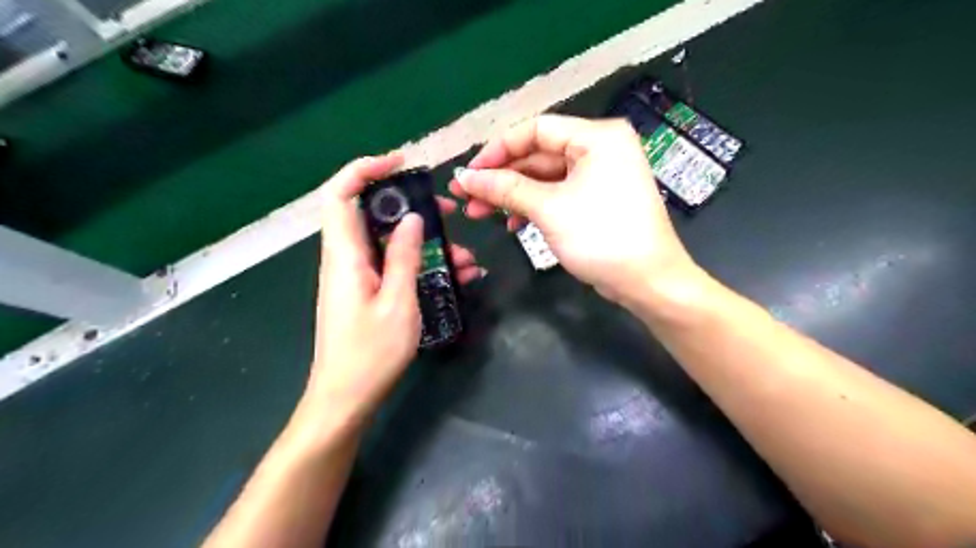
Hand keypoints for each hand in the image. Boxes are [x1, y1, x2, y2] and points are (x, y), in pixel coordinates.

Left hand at [304, 154, 482, 427]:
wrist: (346, 398)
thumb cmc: (370, 353)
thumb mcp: (397, 302)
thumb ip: (404, 256)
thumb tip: (411, 218)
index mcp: (346, 255)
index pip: (341, 194)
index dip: (365, 169)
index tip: (401, 163)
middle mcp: (347, 259)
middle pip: (371, 213)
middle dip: (410, 206)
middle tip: (446, 211)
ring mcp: (357, 276)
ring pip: (390, 242)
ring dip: (425, 243)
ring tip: (464, 257)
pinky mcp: (367, 292)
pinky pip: (394, 265)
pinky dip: (421, 264)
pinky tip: (455, 276)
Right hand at [449, 113, 701, 306]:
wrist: (647, 281)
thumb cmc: (601, 236)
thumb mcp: (549, 209)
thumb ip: (505, 189)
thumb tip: (465, 177)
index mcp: (596, 137)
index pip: (536, 129)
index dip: (497, 150)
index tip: (468, 174)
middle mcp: (599, 149)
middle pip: (538, 155)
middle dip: (501, 178)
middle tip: (466, 197)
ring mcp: (599, 176)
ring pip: (544, 178)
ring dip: (512, 196)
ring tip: (478, 214)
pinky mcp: (596, 200)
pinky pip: (557, 195)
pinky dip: (534, 207)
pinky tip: (512, 224)